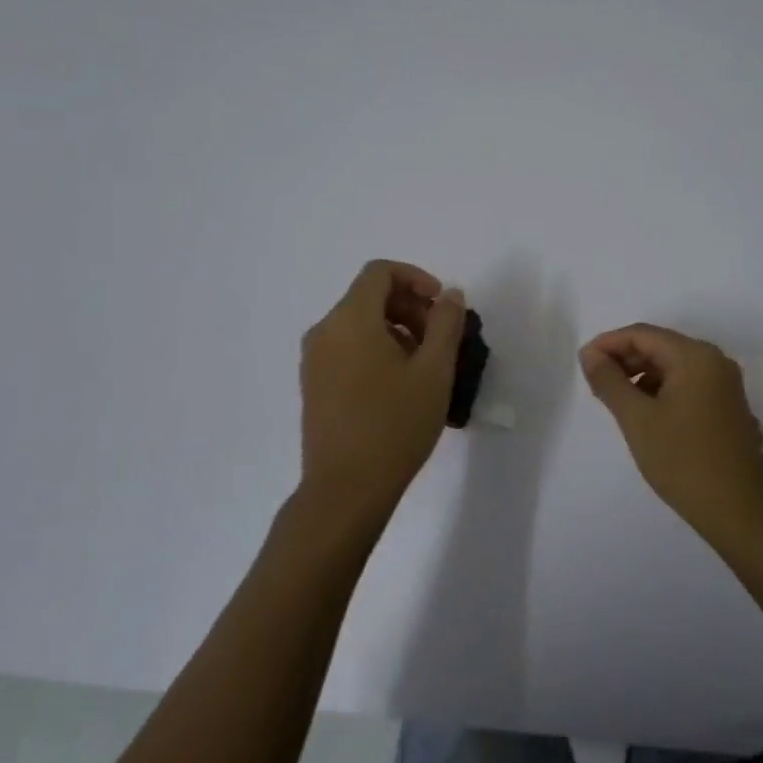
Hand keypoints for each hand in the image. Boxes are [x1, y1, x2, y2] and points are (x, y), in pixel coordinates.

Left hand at [298, 260, 465, 521]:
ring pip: (358, 324)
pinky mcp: (313, 384)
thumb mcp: (434, 371)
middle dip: (410, 307)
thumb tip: (450, 295)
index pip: (380, 272)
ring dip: (396, 330)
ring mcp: (314, 360)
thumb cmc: (395, 425)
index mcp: (350, 320)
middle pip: (369, 296)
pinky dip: (376, 349)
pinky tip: (399, 385)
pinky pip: (347, 347)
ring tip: (425, 366)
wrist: (346, 489)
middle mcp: (324, 331)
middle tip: (440, 339)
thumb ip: (446, 324)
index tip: (442, 306)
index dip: (416, 278)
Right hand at [579, 323, 762, 539]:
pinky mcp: (726, 404)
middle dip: (624, 359)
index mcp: (694, 356)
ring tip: (615, 400)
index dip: (608, 343)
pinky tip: (644, 412)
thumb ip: (610, 381)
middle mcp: (714, 360)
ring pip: (673, 365)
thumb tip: (589, 354)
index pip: (642, 334)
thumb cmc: (683, 460)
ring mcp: (724, 383)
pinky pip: (687, 383)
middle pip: (659, 345)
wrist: (739, 510)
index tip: (583, 363)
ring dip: (641, 375)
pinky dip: (661, 389)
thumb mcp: (637, 419)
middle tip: (594, 382)